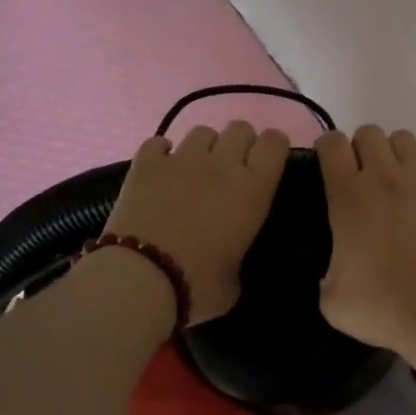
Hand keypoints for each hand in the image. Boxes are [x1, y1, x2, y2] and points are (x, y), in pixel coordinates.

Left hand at [103, 122, 290, 323]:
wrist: (141, 279)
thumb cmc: (197, 286)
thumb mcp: (235, 280)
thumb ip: (238, 255)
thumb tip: (230, 256)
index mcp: (253, 190)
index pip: (274, 144)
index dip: (274, 145)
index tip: (270, 158)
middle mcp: (222, 165)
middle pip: (240, 128)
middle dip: (240, 142)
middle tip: (233, 167)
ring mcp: (181, 159)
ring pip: (202, 131)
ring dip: (204, 146)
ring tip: (195, 168)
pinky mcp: (146, 163)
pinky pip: (158, 142)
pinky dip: (162, 152)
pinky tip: (160, 168)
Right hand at [317, 126, 415, 349]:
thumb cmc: (382, 307)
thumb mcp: (331, 299)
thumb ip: (325, 274)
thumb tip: (332, 272)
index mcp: (348, 195)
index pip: (331, 143)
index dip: (328, 148)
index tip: (329, 165)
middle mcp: (385, 176)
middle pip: (369, 132)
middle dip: (361, 149)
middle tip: (364, 179)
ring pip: (405, 138)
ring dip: (397, 152)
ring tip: (400, 178)